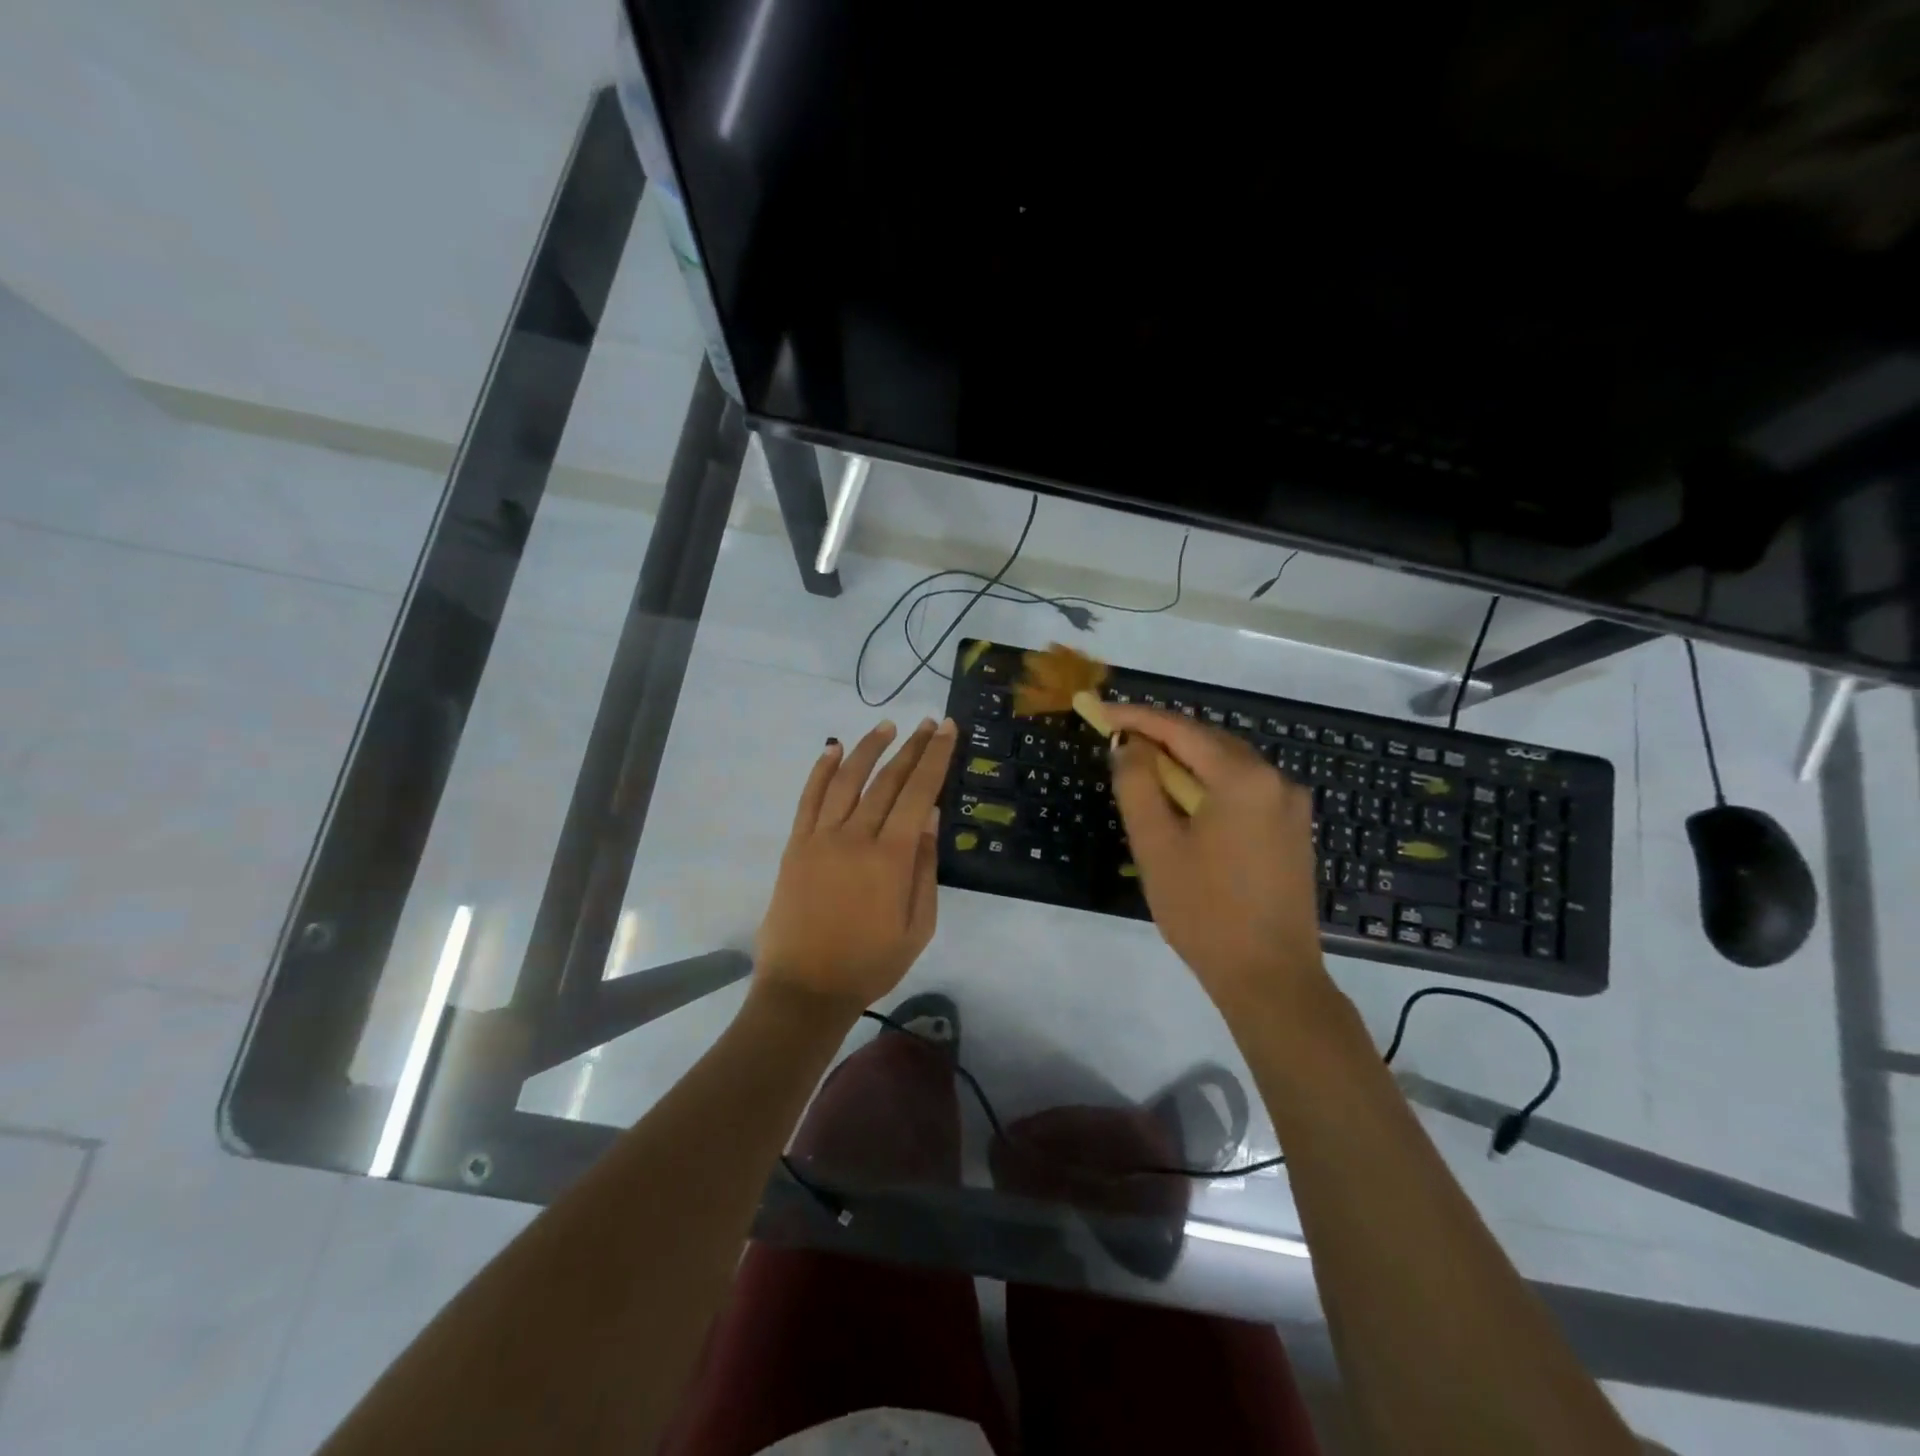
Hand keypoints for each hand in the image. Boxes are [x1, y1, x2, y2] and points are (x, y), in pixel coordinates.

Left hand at [756, 717, 958, 1013]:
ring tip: (888, 726)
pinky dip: (822, 770)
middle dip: (911, 748)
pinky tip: (833, 749)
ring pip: (848, 780)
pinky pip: (809, 798)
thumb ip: (926, 869)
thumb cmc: (871, 963)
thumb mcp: (918, 927)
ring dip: (869, 748)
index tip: (947, 730)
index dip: (935, 758)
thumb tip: (932, 818)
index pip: (919, 793)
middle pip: (888, 780)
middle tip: (928, 723)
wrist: (806, 989)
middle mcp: (856, 837)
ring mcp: (821, 838)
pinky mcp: (797, 846)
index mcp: (891, 857)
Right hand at [1105, 703, 1326, 1016]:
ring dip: (1184, 762)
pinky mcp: (1292, 829)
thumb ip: (1137, 785)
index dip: (1135, 717)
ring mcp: (1290, 805)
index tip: (1097, 712)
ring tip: (1142, 771)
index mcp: (1243, 778)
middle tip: (1115, 740)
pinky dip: (1208, 784)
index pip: (1180, 730)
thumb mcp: (1156, 846)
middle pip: (1208, 741)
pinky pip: (1243, 788)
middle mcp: (1276, 779)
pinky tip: (1184, 802)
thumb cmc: (1204, 912)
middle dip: (1160, 737)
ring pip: (1227, 764)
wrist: (1271, 978)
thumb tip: (1130, 745)